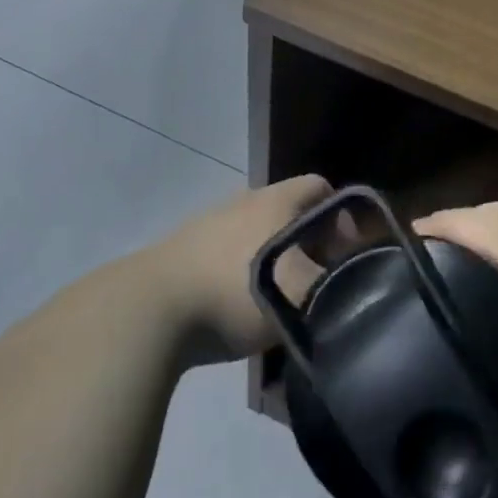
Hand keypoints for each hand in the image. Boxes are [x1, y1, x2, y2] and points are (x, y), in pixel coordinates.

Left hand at [148, 175, 330, 364]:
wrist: (148, 311)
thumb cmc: (234, 294)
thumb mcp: (298, 296)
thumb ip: (334, 288)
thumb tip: (349, 286)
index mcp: (275, 201)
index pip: (321, 187)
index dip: (342, 215)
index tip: (347, 254)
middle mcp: (244, 201)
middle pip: (289, 210)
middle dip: (309, 240)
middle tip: (317, 278)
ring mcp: (209, 222)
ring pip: (256, 231)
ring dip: (274, 256)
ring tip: (277, 297)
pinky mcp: (183, 248)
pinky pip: (227, 251)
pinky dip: (241, 270)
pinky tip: (236, 304)